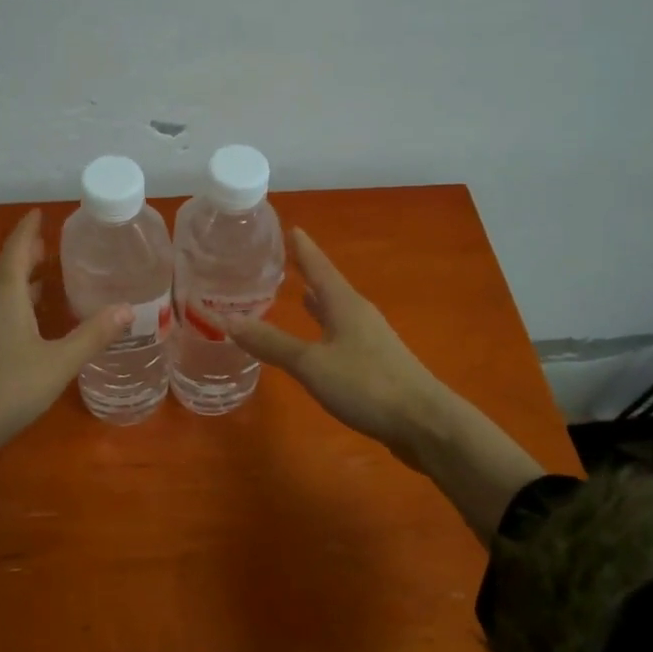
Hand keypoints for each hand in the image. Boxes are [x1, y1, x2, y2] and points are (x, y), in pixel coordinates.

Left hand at [0, 209, 131, 458]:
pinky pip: (1, 316)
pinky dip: (21, 307)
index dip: (28, 230)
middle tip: (53, 243)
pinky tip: (36, 324)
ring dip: (26, 282)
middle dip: (29, 255)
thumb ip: (92, 335)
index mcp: (6, 297)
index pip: (16, 251)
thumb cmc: (6, 388)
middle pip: (9, 271)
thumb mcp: (58, 362)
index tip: (40, 212)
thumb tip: (128, 308)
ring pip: (5, 296)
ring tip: (51, 278)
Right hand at [225, 227, 449, 467]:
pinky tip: (320, 341)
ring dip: (319, 303)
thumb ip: (272, 344)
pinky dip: (326, 330)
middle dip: (308, 274)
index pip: (319, 267)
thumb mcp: (312, 364)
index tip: (291, 227)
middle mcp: (359, 315)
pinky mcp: (376, 365)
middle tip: (285, 261)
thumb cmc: (367, 385)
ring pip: (337, 312)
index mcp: (344, 305)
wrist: (424, 423)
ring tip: (300, 294)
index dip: (303, 249)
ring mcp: (371, 340)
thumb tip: (228, 320)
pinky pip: (343, 335)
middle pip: (330, 286)